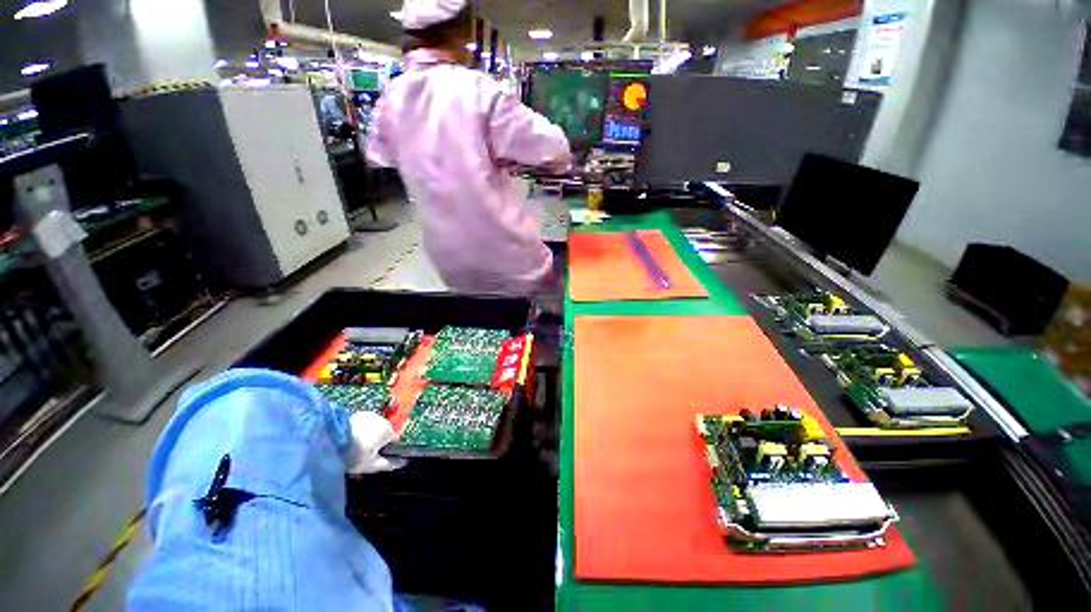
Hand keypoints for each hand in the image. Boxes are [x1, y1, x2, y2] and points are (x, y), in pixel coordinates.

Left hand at [345, 412, 405, 474]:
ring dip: (370, 433)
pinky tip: (351, 437)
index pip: (395, 439)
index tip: (381, 456)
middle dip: (379, 440)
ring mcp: (370, 415)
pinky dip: (361, 428)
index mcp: (388, 431)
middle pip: (385, 431)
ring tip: (357, 444)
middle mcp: (382, 419)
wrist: (328, 441)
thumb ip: (388, 464)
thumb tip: (403, 463)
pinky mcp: (357, 413)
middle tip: (366, 453)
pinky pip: (364, 422)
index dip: (390, 448)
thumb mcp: (371, 465)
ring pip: (375, 425)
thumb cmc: (353, 455)